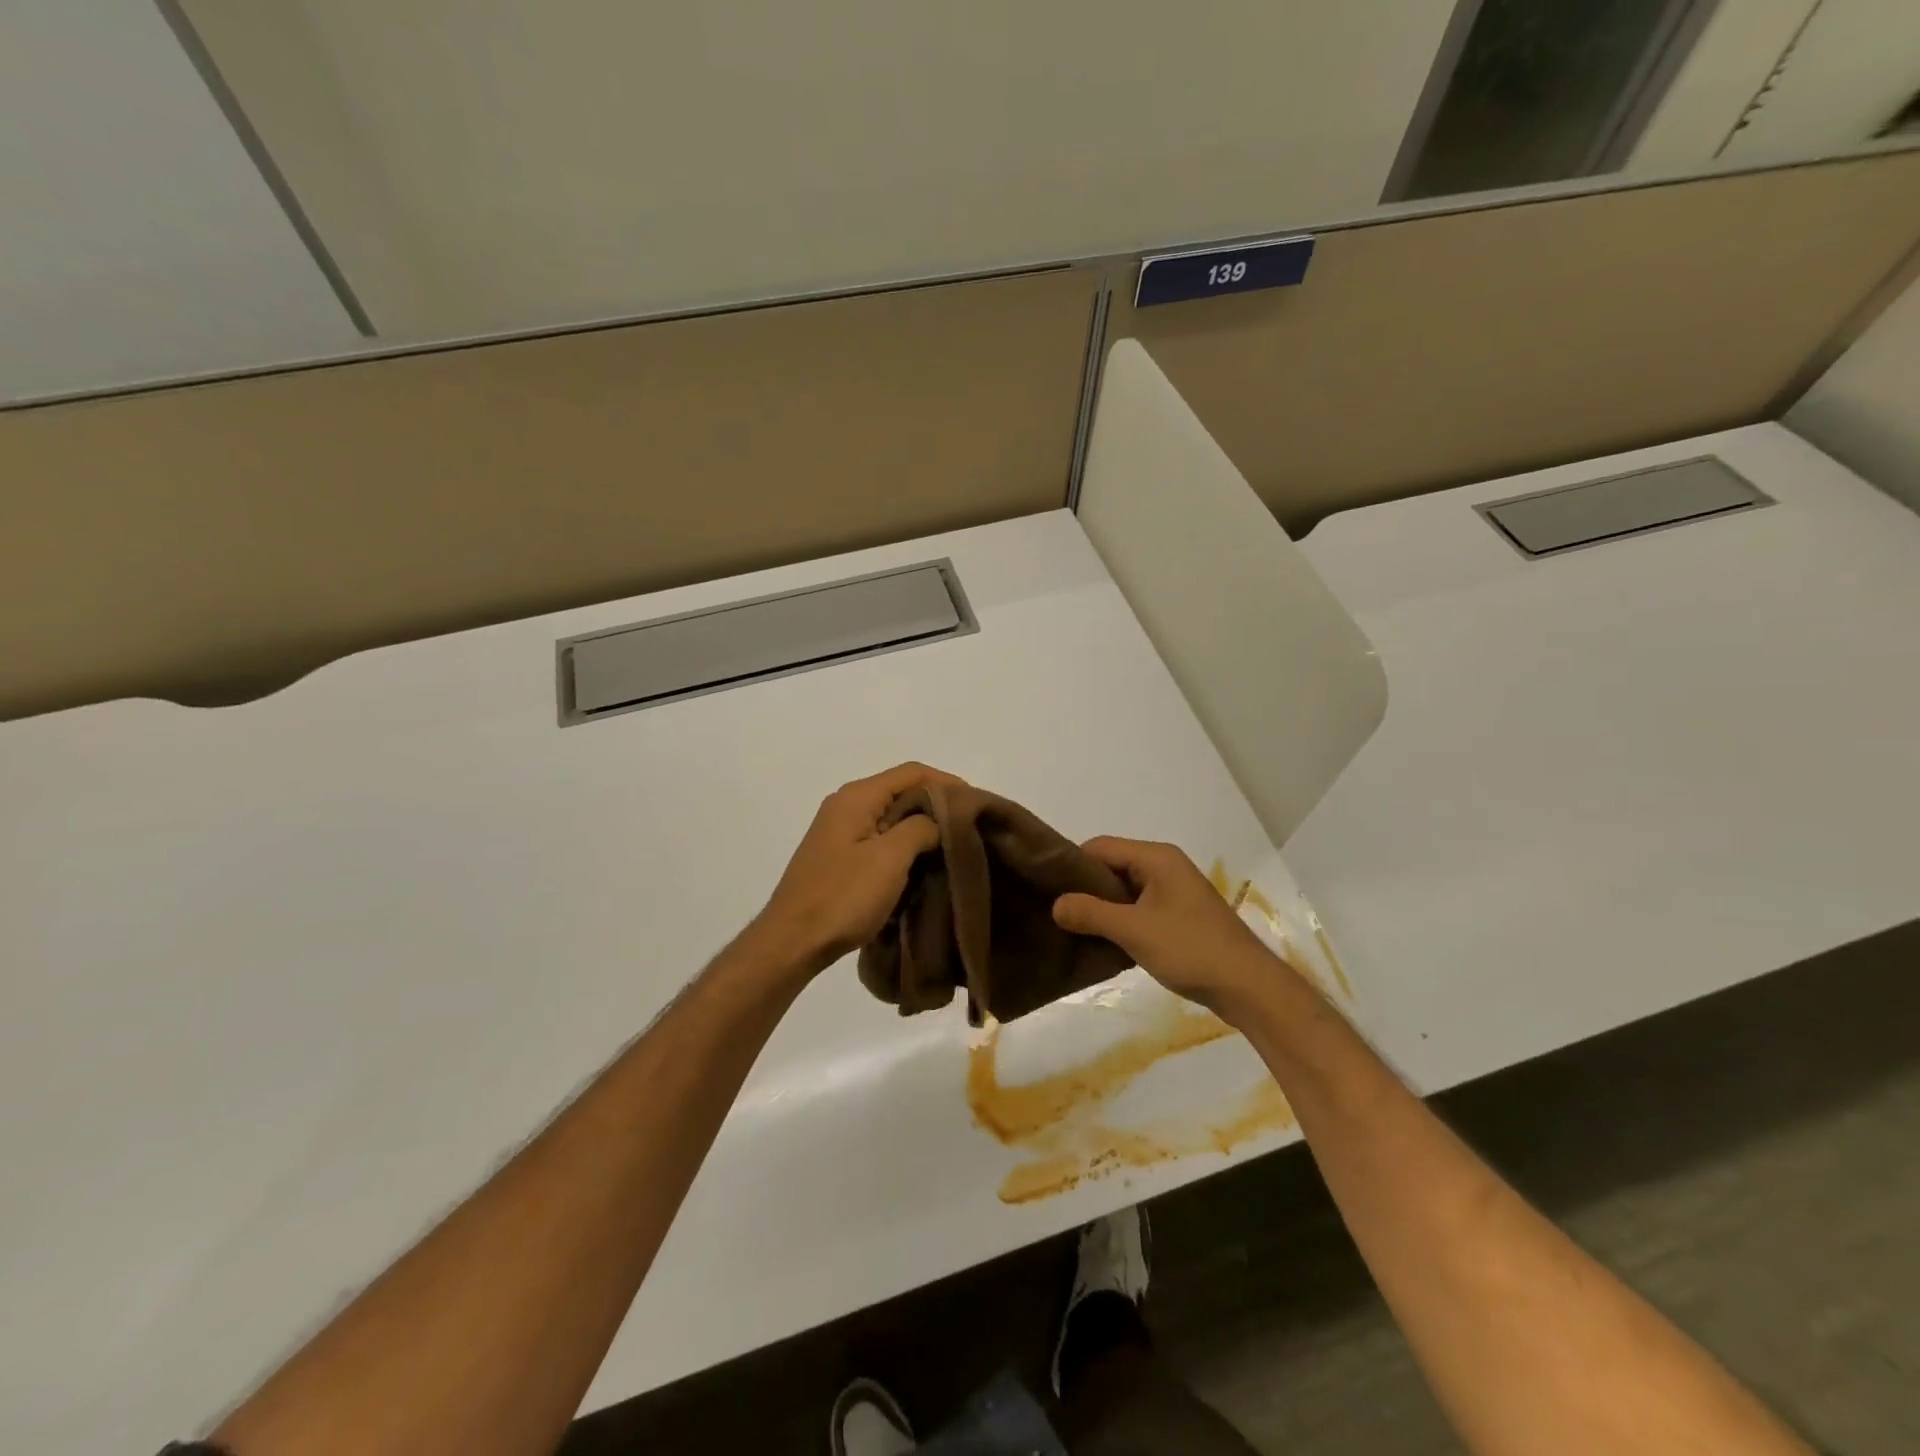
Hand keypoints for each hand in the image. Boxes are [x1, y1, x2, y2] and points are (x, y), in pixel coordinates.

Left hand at [750, 762, 963, 978]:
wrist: (793, 941)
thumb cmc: (843, 896)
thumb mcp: (890, 858)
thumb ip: (921, 827)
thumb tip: (936, 820)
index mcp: (857, 797)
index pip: (912, 772)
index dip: (947, 782)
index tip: (976, 804)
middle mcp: (846, 804)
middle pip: (901, 791)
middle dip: (937, 805)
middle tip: (969, 827)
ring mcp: (840, 831)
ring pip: (892, 817)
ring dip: (921, 828)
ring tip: (951, 847)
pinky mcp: (839, 855)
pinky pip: (880, 838)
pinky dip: (904, 845)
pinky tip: (922, 864)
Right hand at [1053, 837, 1275, 1016]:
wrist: (1247, 986)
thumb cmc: (1190, 948)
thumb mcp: (1133, 930)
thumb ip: (1090, 914)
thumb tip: (1055, 905)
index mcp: (1156, 858)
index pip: (1100, 847)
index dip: (1073, 865)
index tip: (1048, 889)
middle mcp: (1165, 866)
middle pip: (1112, 866)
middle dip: (1085, 888)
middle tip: (1057, 912)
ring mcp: (1174, 892)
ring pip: (1125, 890)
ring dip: (1103, 908)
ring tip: (1075, 929)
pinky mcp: (1179, 916)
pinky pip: (1139, 908)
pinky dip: (1121, 921)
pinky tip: (1104, 942)